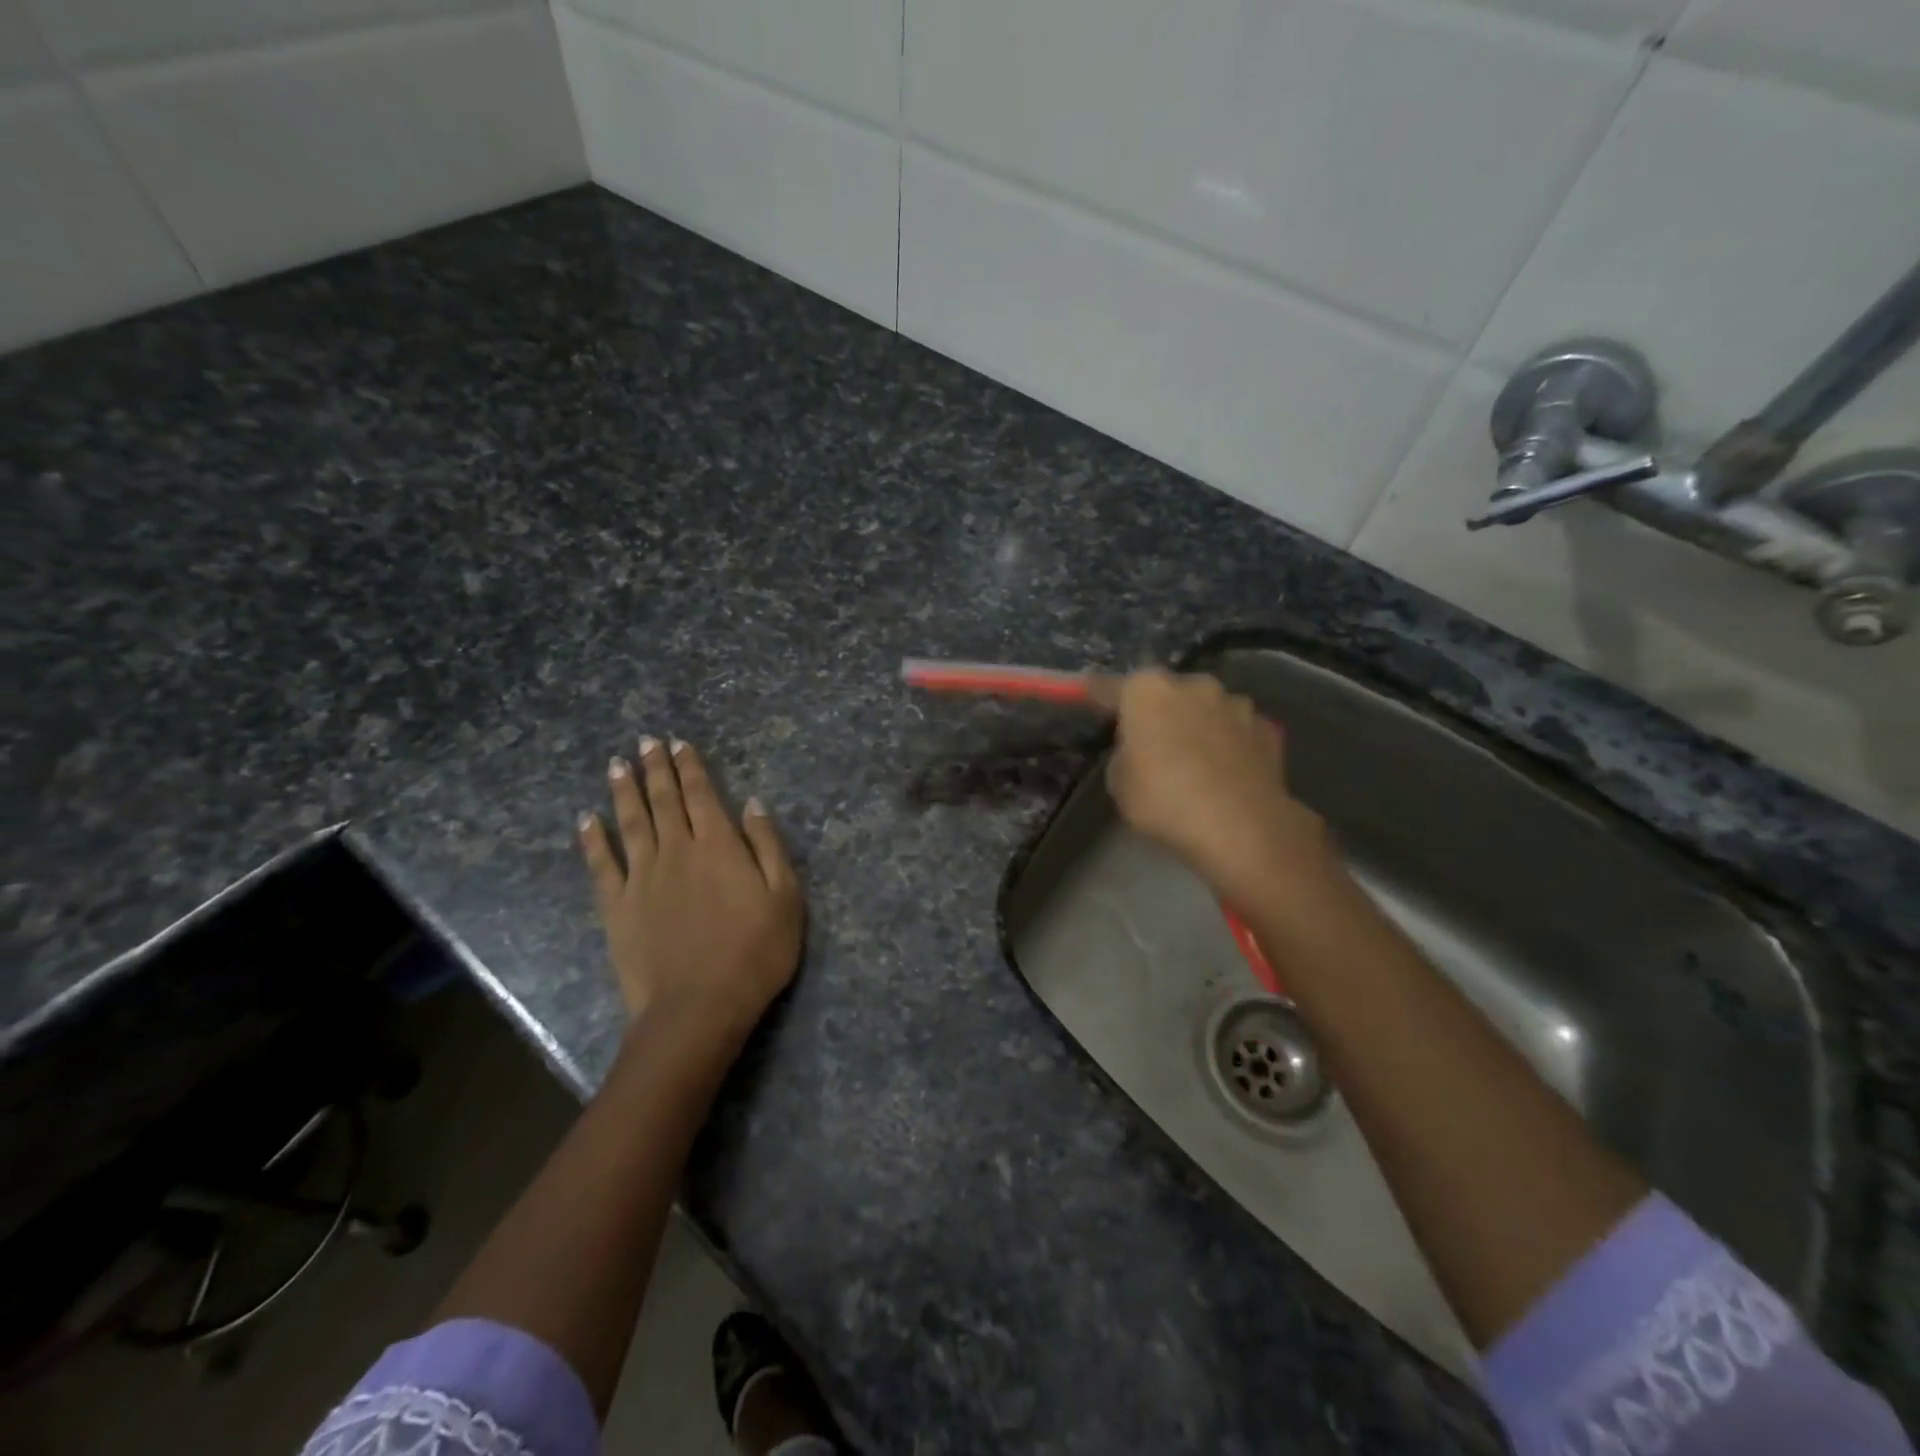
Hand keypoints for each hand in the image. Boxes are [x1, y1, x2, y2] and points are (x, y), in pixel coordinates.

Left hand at [580, 737, 803, 1052]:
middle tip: (645, 741)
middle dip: (656, 768)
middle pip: (664, 801)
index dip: (690, 767)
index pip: (702, 795)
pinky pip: (601, 865)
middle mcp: (677, 851)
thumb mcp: (785, 898)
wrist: (698, 1007)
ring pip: (630, 823)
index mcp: (719, 846)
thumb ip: (768, 846)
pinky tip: (586, 820)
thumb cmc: (754, 953)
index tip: (678, 743)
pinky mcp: (616, 907)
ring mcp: (642, 878)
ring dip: (624, 792)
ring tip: (617, 765)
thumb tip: (753, 803)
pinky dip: (592, 840)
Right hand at [1101, 669, 1334, 905]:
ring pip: (1207, 708)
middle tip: (1152, 741)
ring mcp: (1235, 704)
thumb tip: (1140, 750)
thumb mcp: (1120, 783)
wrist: (1240, 826)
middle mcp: (1193, 685)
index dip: (1099, 696)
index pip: (1112, 687)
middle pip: (1167, 692)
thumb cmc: (1164, 800)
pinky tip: (1227, 770)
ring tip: (1195, 757)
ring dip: (1199, 724)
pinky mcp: (1267, 729)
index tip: (1091, 699)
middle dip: (1159, 710)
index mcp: (1147, 691)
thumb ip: (1125, 754)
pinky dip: (1231, 743)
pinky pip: (1238, 731)